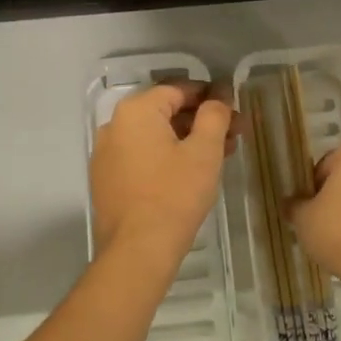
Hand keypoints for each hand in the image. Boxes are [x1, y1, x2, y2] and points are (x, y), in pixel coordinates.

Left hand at [90, 82, 235, 267]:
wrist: (137, 251)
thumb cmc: (175, 194)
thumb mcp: (204, 151)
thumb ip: (214, 115)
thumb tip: (218, 97)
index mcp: (136, 111)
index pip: (178, 89)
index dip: (210, 95)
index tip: (234, 107)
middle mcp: (114, 125)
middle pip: (165, 112)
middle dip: (201, 120)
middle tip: (234, 134)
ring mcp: (106, 154)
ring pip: (154, 136)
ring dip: (187, 139)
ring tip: (220, 155)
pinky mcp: (106, 179)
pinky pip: (141, 156)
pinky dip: (166, 156)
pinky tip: (191, 172)